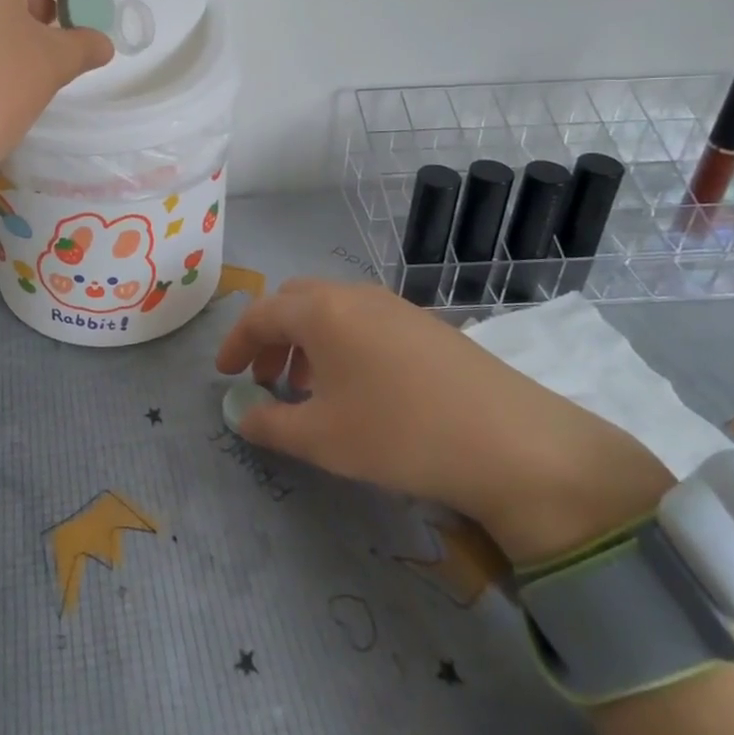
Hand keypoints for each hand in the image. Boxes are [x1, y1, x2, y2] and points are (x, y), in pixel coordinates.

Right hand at [215, 279, 675, 563]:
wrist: (509, 440)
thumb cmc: (398, 432)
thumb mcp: (321, 438)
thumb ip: (270, 425)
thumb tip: (242, 415)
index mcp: (321, 310)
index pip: (260, 313)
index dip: (236, 343)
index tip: (224, 374)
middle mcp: (353, 294)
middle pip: (294, 302)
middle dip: (271, 336)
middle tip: (264, 377)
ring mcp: (393, 304)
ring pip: (331, 310)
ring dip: (306, 341)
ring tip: (307, 388)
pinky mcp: (424, 323)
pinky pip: (363, 321)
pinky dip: (340, 344)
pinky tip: (356, 388)